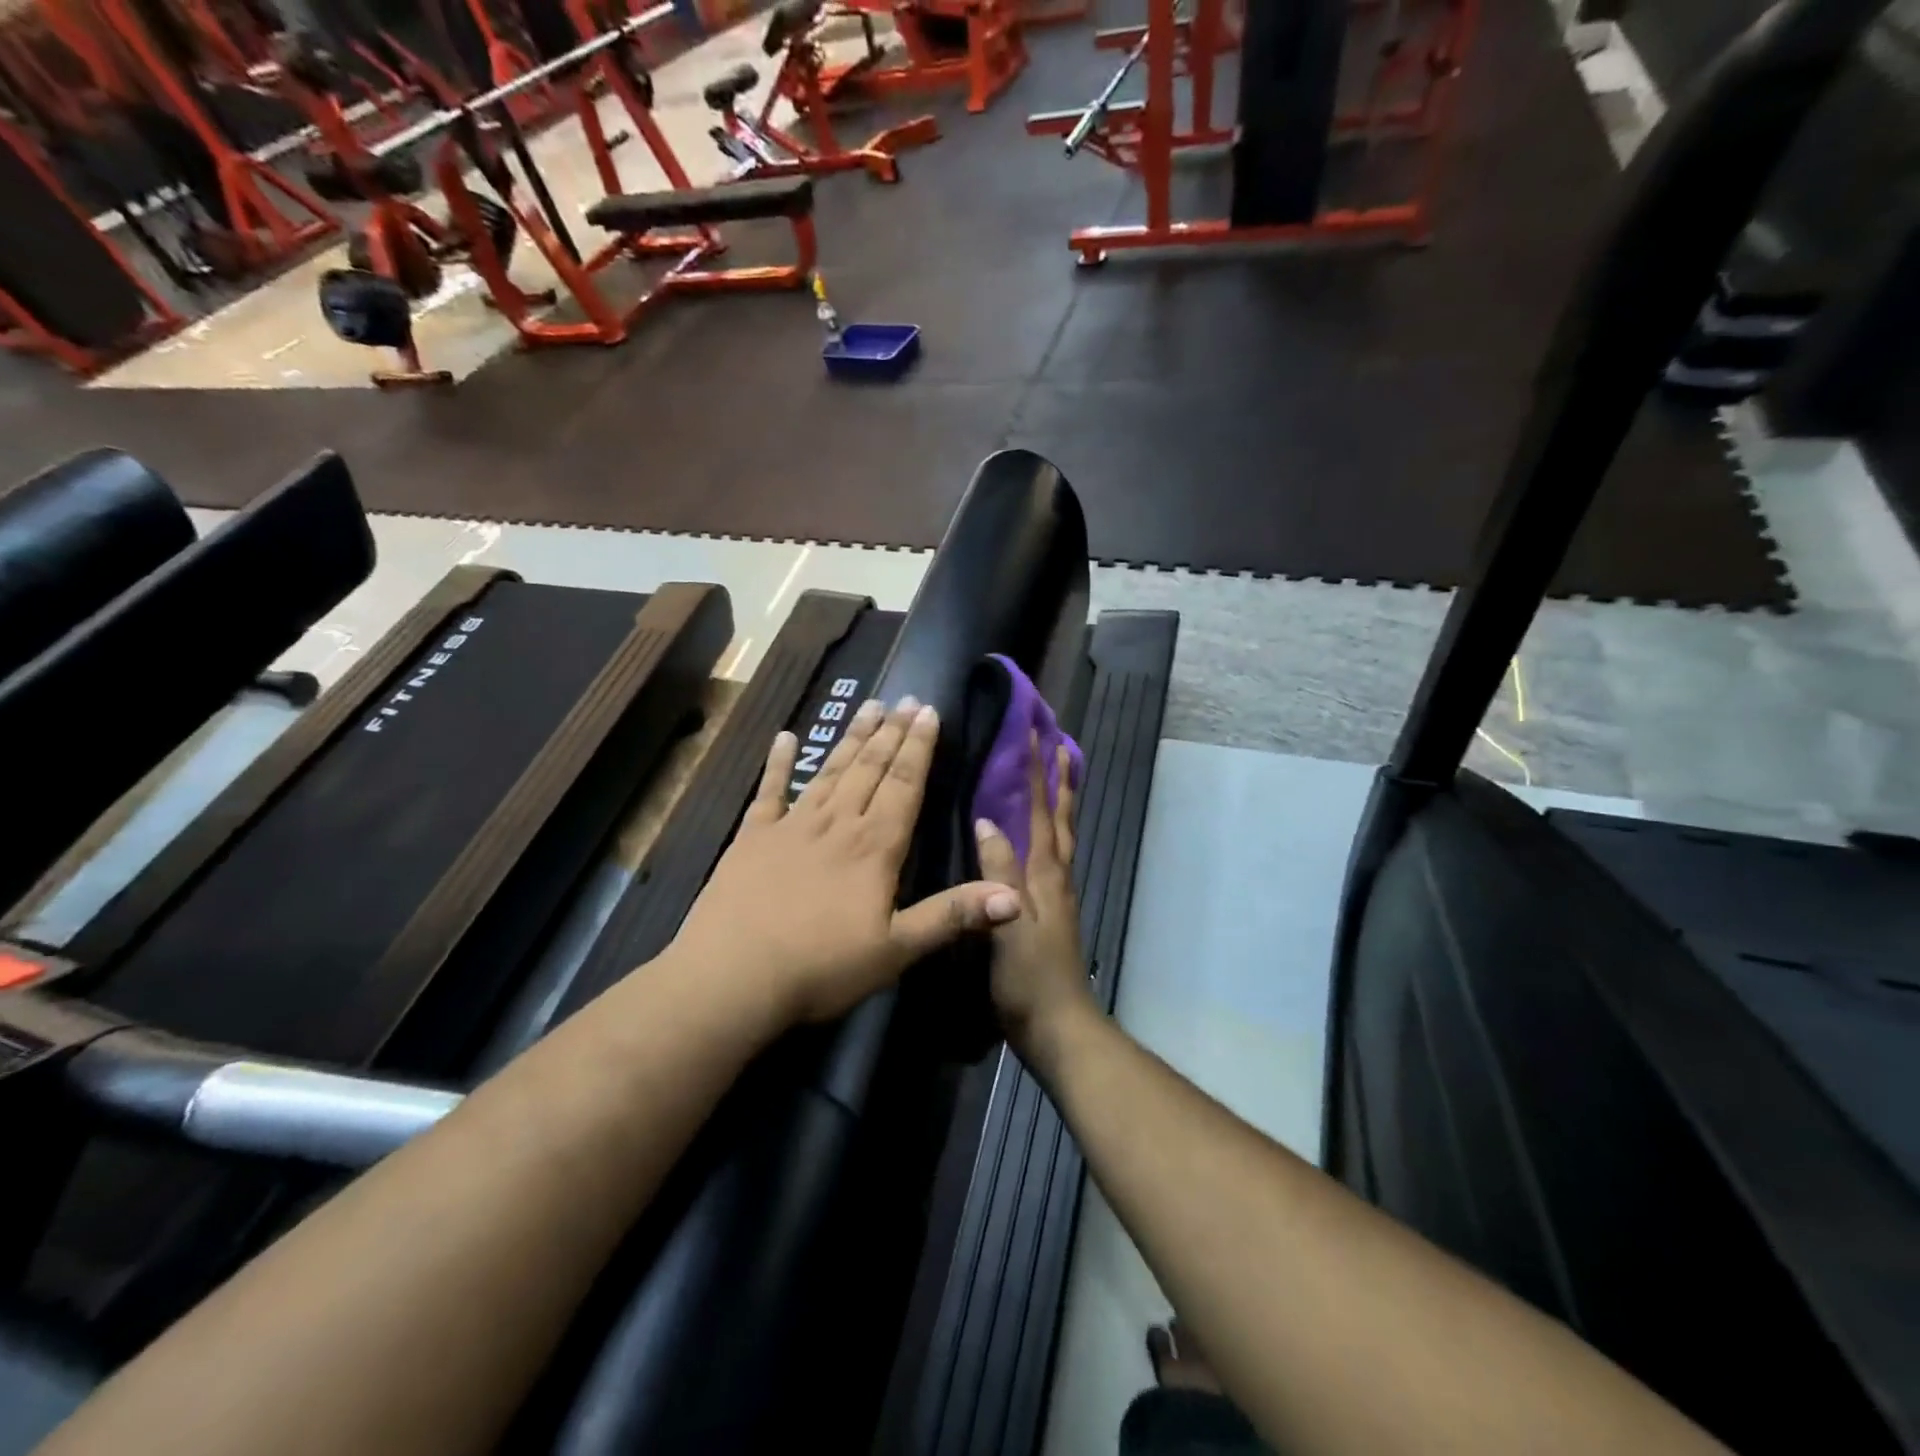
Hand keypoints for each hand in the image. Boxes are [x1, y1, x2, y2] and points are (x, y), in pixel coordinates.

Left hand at [669, 696, 1022, 1027]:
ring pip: (830, 771)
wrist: (733, 976)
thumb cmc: (821, 967)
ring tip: (868, 706)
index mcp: (874, 847)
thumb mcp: (896, 949)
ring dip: (851, 738)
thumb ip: (952, 916)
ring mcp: (791, 826)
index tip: (929, 711)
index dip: (919, 748)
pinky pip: (770, 791)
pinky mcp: (752, 837)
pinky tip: (785, 737)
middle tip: (905, 698)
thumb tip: (1015, 897)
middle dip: (891, 733)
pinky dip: (778, 763)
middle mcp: (837, 824)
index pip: (905, 785)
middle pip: (870, 769)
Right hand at [974, 743, 1095, 1059]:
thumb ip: (999, 874)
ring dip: (1060, 802)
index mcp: (1046, 875)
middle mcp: (1056, 877)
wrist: (1057, 1026)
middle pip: (1061, 818)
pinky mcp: (1049, 912)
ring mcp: (1056, 895)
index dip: (1039, 773)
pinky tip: (1034, 838)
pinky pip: (1051, 858)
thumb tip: (988, 821)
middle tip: (1059, 743)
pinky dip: (1049, 833)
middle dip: (1060, 779)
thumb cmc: (1029, 979)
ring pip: (1060, 836)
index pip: (1042, 812)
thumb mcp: (1009, 924)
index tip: (1037, 734)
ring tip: (1056, 776)